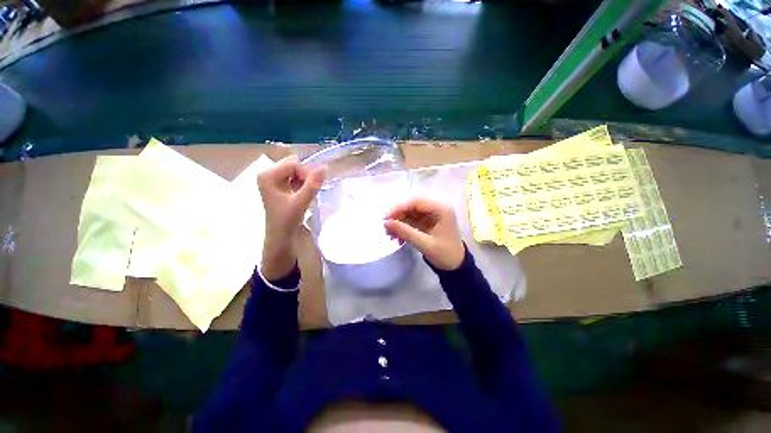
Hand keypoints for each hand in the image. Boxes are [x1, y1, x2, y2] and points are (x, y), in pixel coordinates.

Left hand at [258, 156, 324, 279]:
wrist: (280, 235)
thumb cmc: (286, 220)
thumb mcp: (300, 202)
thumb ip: (312, 185)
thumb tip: (324, 167)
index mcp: (267, 175)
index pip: (293, 164)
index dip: (306, 173)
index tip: (314, 186)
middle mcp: (268, 174)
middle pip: (294, 165)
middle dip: (306, 175)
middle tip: (312, 189)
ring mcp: (273, 179)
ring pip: (296, 171)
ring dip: (306, 180)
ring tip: (308, 193)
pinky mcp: (279, 185)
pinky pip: (295, 177)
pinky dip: (303, 183)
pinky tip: (305, 193)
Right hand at [384, 197, 464, 270]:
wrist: (455, 266)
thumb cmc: (445, 254)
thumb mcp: (425, 244)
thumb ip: (406, 232)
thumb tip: (386, 223)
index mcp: (441, 210)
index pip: (416, 202)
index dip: (400, 208)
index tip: (386, 218)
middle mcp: (436, 209)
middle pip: (412, 206)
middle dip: (398, 216)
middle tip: (386, 227)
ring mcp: (431, 215)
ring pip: (410, 213)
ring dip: (399, 223)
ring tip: (390, 235)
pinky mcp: (427, 222)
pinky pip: (412, 221)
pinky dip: (403, 228)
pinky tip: (397, 238)